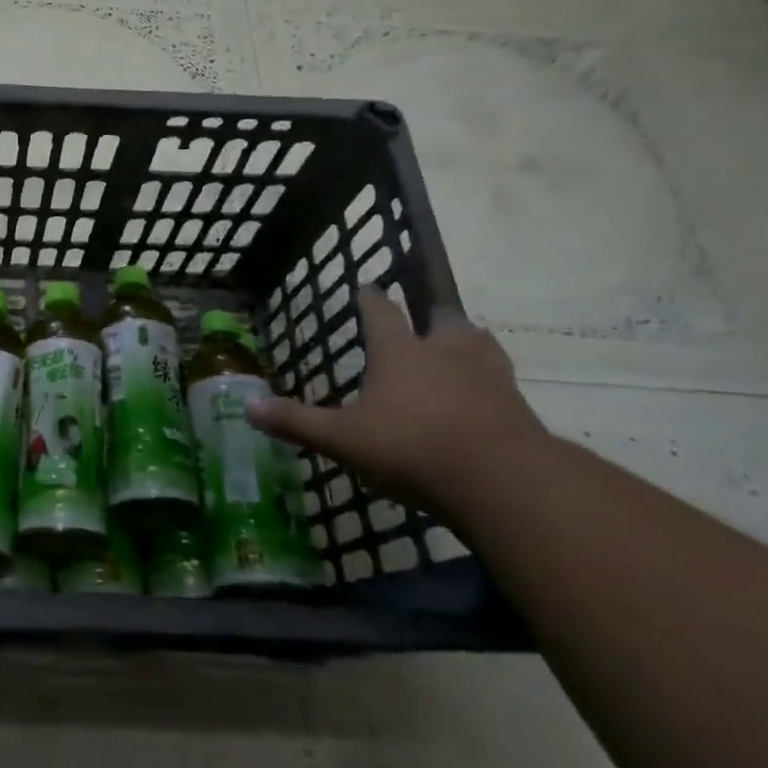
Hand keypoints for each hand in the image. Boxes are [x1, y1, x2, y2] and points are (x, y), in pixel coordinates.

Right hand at [244, 288, 546, 511]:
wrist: (504, 482)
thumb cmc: (412, 448)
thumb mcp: (343, 439)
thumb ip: (298, 422)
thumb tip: (247, 406)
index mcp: (399, 352)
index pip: (381, 313)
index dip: (371, 299)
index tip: (368, 286)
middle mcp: (444, 352)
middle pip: (441, 319)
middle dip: (430, 316)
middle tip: (425, 318)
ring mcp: (488, 377)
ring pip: (479, 344)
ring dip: (468, 342)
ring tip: (462, 346)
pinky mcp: (519, 407)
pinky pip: (503, 383)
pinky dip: (492, 383)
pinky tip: (488, 397)